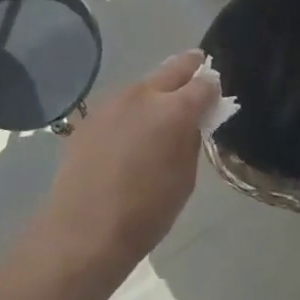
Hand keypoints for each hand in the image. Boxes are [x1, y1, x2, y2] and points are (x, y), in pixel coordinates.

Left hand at [39, 51, 215, 274]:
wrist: (84, 231)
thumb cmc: (146, 211)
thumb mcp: (185, 178)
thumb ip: (191, 140)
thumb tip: (192, 121)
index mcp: (174, 110)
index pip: (204, 83)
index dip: (213, 88)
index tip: (215, 95)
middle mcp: (143, 95)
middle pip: (173, 69)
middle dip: (188, 69)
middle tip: (197, 76)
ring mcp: (112, 103)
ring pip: (143, 85)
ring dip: (156, 92)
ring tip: (159, 113)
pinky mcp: (89, 117)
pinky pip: (119, 105)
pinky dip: (131, 111)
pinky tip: (129, 133)